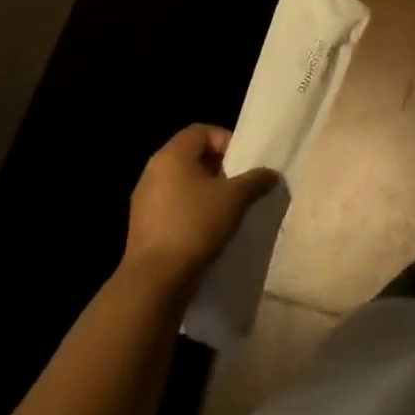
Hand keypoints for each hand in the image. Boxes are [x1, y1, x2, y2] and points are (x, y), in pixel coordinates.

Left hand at [123, 125, 280, 298]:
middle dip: (218, 168)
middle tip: (239, 185)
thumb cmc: (195, 226)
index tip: (242, 163)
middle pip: (191, 157)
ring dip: (205, 192)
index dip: (225, 140)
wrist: (154, 283)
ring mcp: (144, 201)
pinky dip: (191, 212)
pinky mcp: (142, 228)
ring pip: (182, 184)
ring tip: (227, 210)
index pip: (201, 131)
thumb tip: (271, 174)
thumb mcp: (235, 198)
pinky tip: (207, 232)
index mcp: (171, 155)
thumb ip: (256, 180)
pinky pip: (172, 208)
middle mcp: (153, 172)